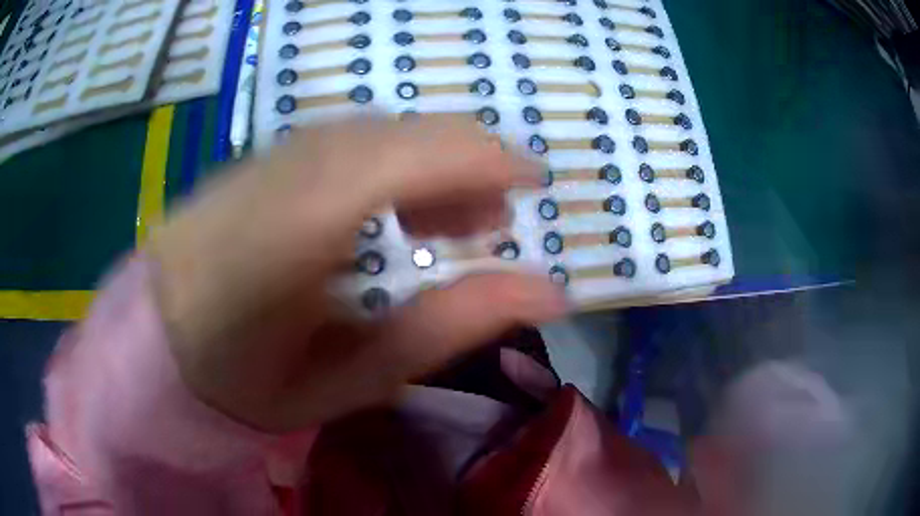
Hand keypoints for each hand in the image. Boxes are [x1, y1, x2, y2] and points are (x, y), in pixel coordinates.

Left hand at [150, 116, 567, 431]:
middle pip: (409, 131)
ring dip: (435, 164)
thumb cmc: (244, 374)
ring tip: (456, 222)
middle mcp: (292, 164)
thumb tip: (549, 293)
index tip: (536, 185)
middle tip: (495, 221)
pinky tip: (399, 206)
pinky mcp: (269, 155)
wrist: (158, 333)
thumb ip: (448, 328)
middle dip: (471, 163)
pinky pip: (353, 139)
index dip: (491, 159)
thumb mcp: (349, 378)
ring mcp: (276, 151)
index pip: (419, 154)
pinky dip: (396, 162)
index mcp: (301, 222)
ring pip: (384, 130)